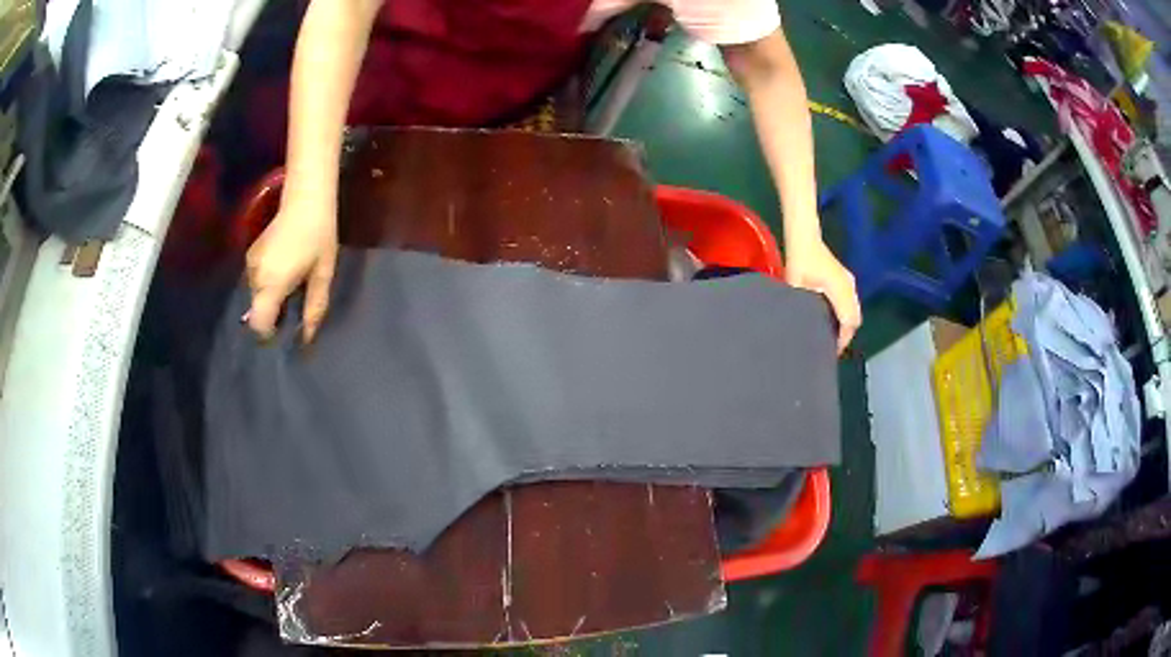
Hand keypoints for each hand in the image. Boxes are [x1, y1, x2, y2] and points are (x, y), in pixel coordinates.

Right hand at [245, 198, 337, 342]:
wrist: (306, 198)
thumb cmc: (319, 236)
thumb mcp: (322, 275)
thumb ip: (314, 308)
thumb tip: (306, 337)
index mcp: (271, 284)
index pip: (258, 324)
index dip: (269, 333)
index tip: (284, 331)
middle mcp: (255, 276)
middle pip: (258, 310)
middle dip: (273, 314)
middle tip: (294, 307)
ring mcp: (250, 263)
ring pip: (257, 295)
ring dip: (272, 297)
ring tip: (293, 286)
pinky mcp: (251, 253)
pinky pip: (257, 280)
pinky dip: (268, 283)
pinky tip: (286, 272)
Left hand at [785, 238, 860, 353]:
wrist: (804, 238)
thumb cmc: (800, 260)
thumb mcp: (797, 285)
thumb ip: (802, 305)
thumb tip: (800, 327)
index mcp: (840, 290)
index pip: (848, 322)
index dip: (842, 339)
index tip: (831, 351)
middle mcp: (849, 287)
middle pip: (855, 319)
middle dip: (845, 335)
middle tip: (829, 347)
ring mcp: (849, 282)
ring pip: (854, 311)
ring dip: (846, 325)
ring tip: (830, 336)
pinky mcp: (846, 279)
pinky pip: (851, 303)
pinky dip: (845, 314)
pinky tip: (832, 320)